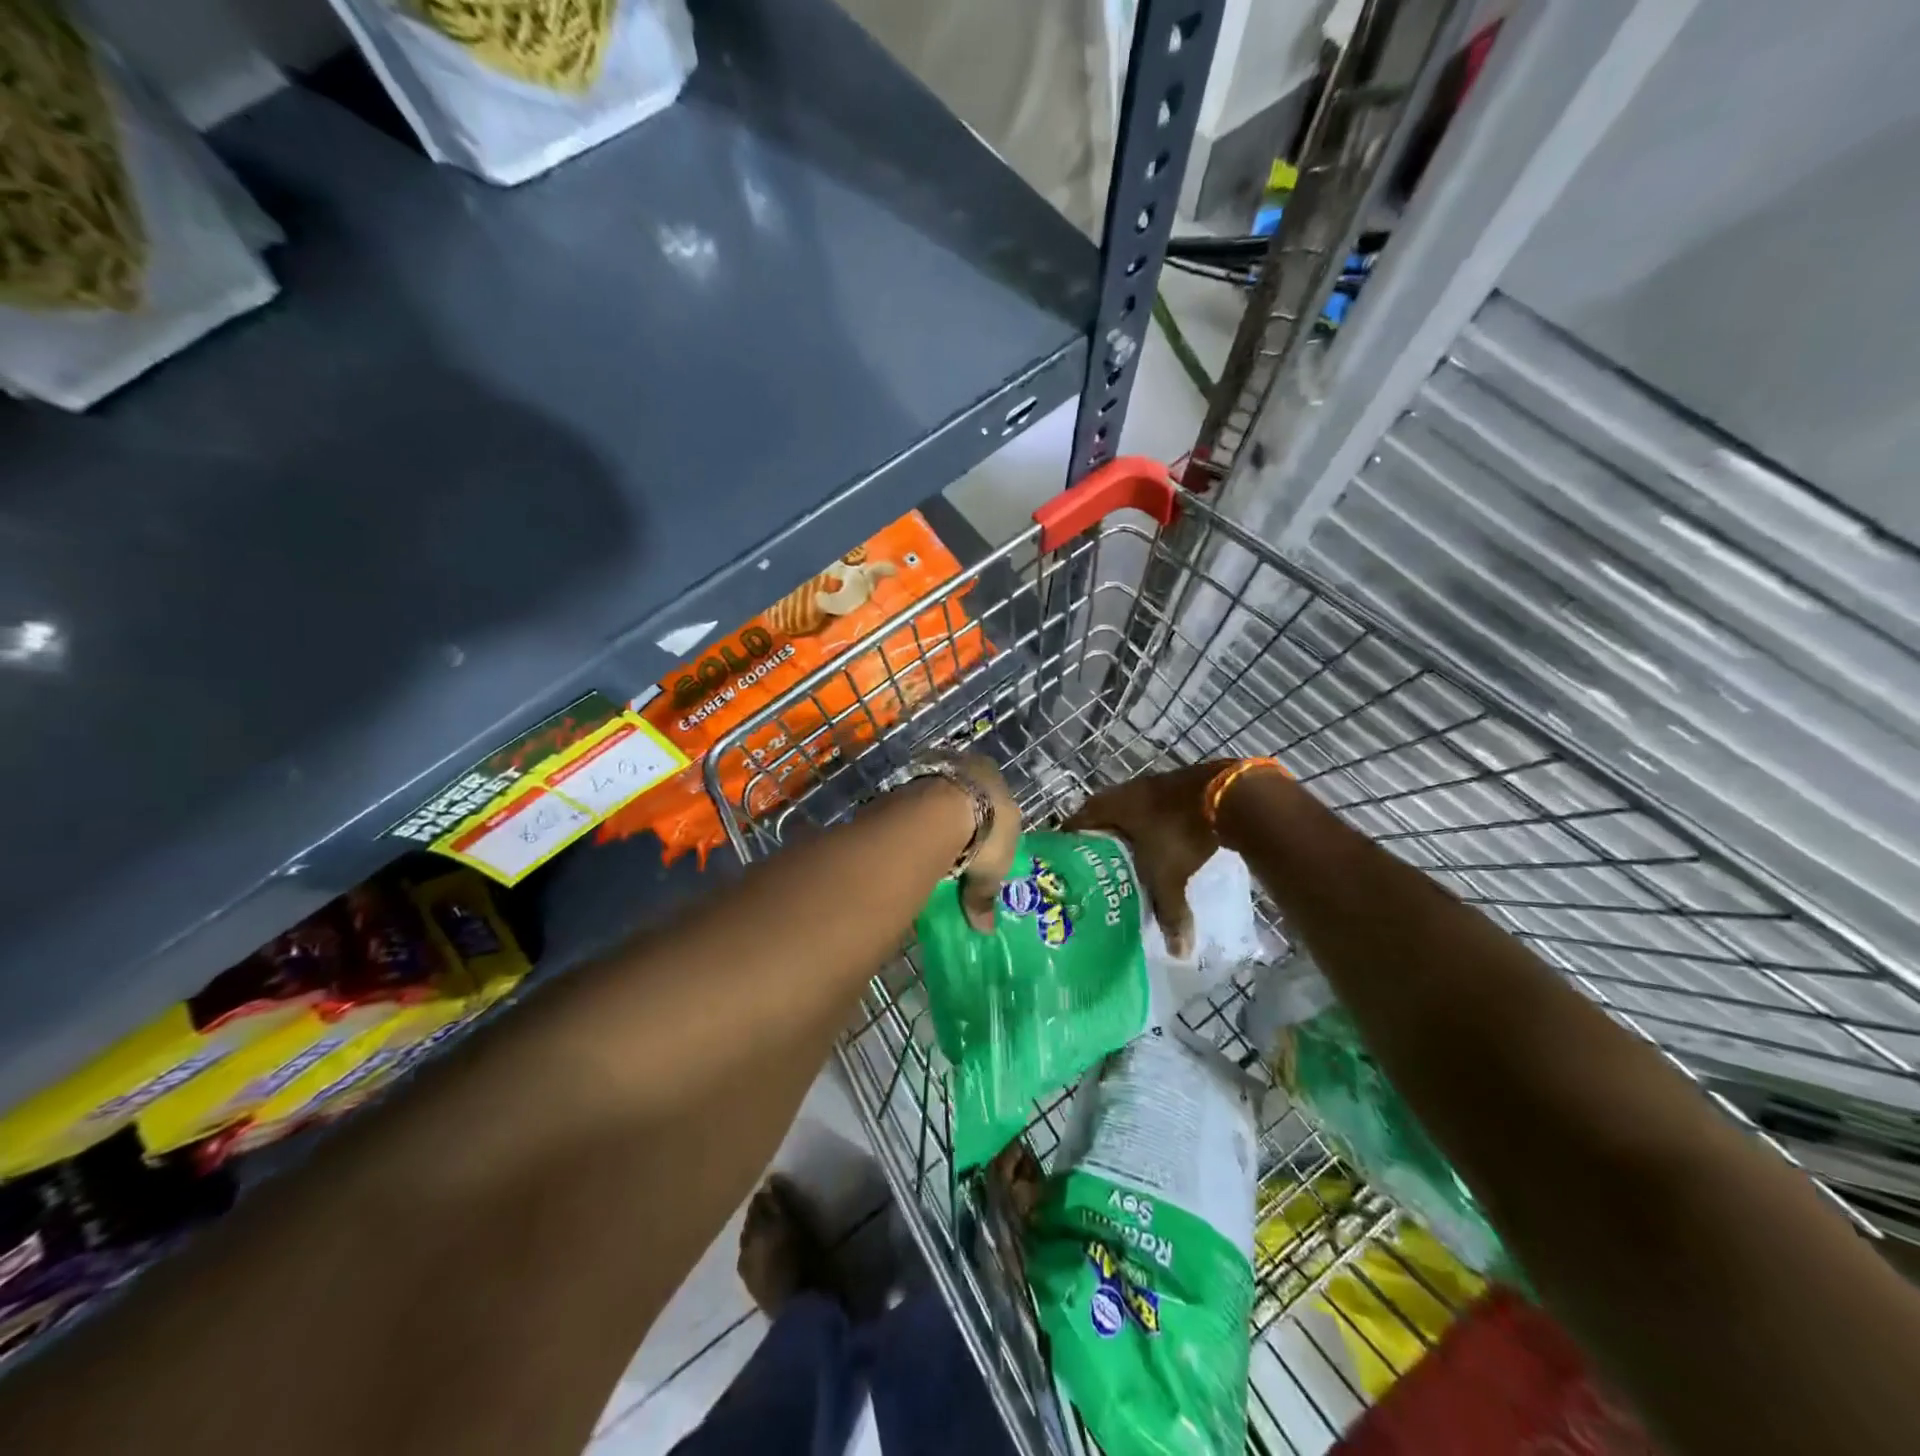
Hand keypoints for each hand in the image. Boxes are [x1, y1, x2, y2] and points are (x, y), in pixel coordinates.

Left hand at [920, 751, 1019, 931]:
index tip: (982, 840)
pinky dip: (914, 820)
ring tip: (931, 847)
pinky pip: (914, 803)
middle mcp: (967, 767)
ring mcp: (936, 771)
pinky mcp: (907, 780)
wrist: (937, 812)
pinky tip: (911, 840)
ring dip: (934, 817)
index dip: (990, 819)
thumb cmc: (984, 832)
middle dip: (961, 817)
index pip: (995, 797)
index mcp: (995, 779)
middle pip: (965, 795)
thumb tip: (985, 930)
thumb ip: (984, 896)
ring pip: (938, 797)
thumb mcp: (991, 870)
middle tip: (957, 845)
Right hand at [1064, 761, 1231, 956]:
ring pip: (1129, 810)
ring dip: (1127, 829)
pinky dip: (1151, 824)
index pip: (1076, 823)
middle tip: (1096, 865)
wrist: (1228, 796)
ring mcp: (1153, 785)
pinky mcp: (1177, 786)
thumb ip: (1169, 913)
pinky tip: (1159, 842)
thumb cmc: (1181, 834)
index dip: (1069, 842)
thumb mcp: (1170, 877)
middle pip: (1101, 815)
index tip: (1067, 863)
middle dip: (1099, 838)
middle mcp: (1126, 791)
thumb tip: (1178, 953)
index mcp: (1111, 807)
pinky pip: (1153, 807)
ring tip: (1126, 856)